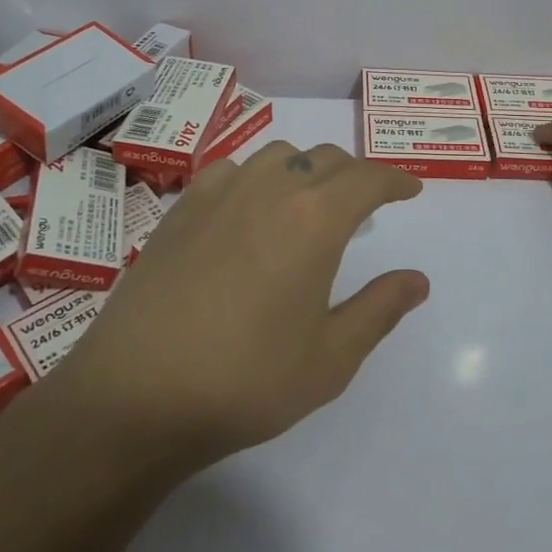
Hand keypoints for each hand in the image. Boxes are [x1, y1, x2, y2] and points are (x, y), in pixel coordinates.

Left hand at [38, 141, 429, 474]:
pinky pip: (232, 170)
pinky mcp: (181, 209)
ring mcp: (220, 193)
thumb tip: (417, 280)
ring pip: (279, 156)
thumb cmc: (245, 380)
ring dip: (306, 170)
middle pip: (325, 159)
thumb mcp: (330, 359)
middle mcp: (270, 189)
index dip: (395, 181)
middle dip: (355, 175)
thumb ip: (379, 309)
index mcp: (315, 219)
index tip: (410, 190)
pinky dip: (257, 178)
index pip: (368, 179)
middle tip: (365, 205)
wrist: (134, 396)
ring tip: (309, 204)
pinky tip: (248, 210)